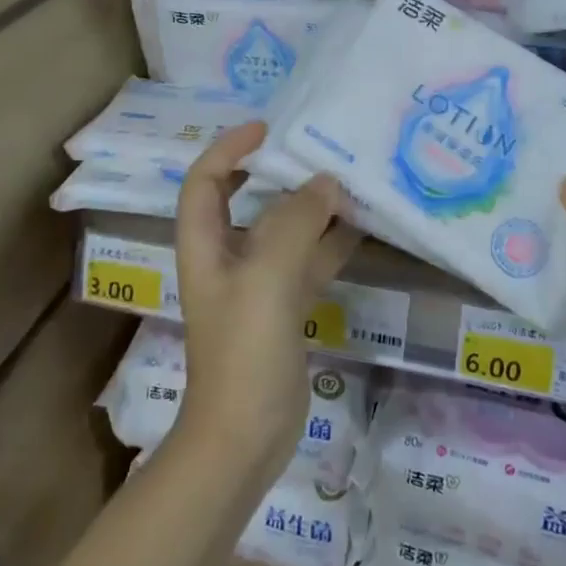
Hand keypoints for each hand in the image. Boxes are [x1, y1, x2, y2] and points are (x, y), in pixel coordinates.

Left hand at [172, 121, 358, 481]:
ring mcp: (257, 285)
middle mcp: (228, 258)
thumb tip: (326, 182)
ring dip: (311, 207)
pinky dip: (329, 243)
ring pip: (284, 231)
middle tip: (317, 149)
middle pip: (246, 200)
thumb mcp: (267, 277)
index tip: (268, 129)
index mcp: (205, 244)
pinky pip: (307, 262)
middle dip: (276, 173)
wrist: (244, 437)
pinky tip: (361, 227)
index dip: (229, 148)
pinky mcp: (284, 309)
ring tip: (350, 179)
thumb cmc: (244, 350)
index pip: (205, 180)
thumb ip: (295, 223)